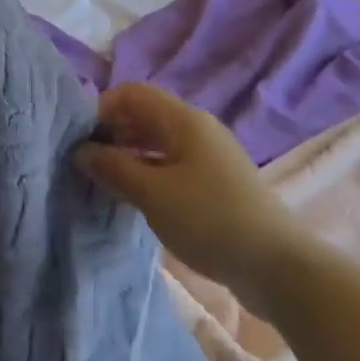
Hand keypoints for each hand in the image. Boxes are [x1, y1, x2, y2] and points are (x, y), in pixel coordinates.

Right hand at [74, 82, 302, 306]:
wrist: (278, 267)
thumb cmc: (210, 220)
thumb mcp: (153, 194)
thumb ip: (113, 168)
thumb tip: (81, 150)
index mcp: (183, 118)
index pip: (132, 93)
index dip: (102, 109)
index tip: (81, 141)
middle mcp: (197, 128)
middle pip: (145, 115)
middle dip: (113, 133)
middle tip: (87, 165)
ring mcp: (209, 156)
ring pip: (158, 142)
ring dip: (129, 156)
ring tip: (105, 184)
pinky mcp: (216, 183)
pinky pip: (172, 164)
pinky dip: (149, 173)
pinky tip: (136, 199)